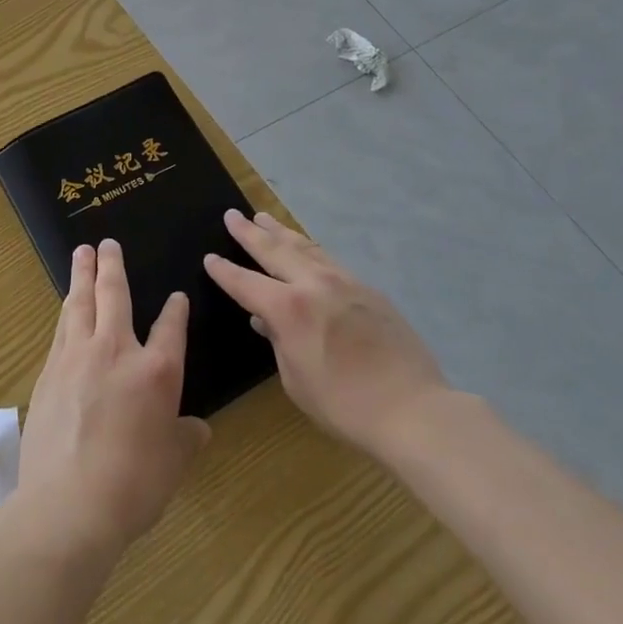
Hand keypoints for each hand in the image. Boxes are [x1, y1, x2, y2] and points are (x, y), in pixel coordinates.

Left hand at [15, 241, 210, 558]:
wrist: (68, 504)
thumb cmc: (133, 485)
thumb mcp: (173, 464)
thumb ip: (186, 438)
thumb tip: (197, 428)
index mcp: (155, 371)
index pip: (170, 328)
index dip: (175, 311)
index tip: (177, 297)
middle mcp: (115, 351)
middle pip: (114, 294)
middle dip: (111, 265)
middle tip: (106, 243)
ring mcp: (77, 357)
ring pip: (80, 303)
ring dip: (81, 275)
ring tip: (81, 255)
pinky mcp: (49, 372)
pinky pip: (61, 329)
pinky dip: (66, 311)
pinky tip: (65, 307)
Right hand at [203, 209, 446, 457]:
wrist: (412, 408)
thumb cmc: (344, 405)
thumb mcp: (296, 381)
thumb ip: (278, 342)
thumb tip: (267, 320)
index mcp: (288, 308)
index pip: (245, 283)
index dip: (224, 271)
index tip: (209, 257)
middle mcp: (313, 284)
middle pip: (274, 250)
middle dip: (249, 232)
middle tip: (232, 215)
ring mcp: (343, 281)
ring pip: (304, 247)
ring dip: (280, 232)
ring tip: (263, 218)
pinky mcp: (367, 288)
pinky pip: (329, 259)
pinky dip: (309, 248)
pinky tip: (306, 248)